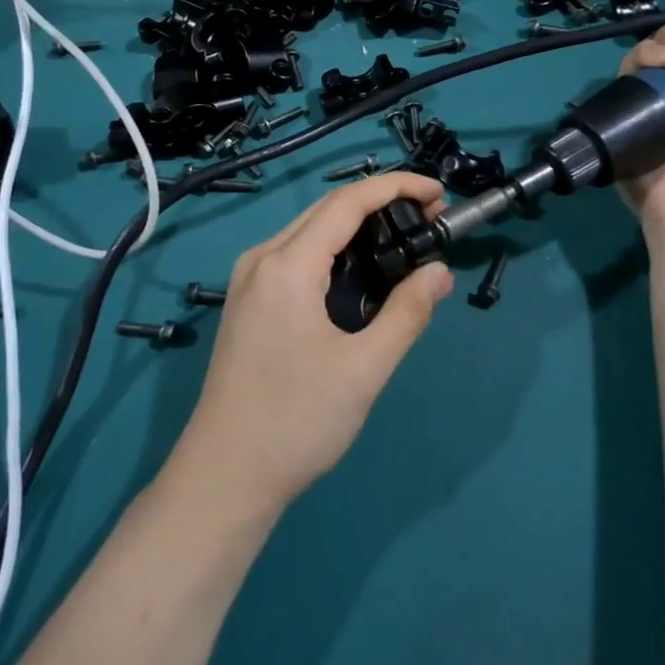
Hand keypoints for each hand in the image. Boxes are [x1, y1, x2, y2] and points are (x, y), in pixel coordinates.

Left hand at [173, 173, 454, 512]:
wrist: (224, 476)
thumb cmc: (296, 422)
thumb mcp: (363, 369)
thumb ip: (407, 313)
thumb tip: (439, 272)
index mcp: (286, 265)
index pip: (347, 203)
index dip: (395, 187)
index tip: (437, 192)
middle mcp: (261, 259)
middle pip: (326, 210)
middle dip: (379, 202)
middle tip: (428, 217)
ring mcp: (248, 279)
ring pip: (309, 230)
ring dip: (356, 224)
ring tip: (402, 239)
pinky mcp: (247, 301)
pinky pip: (295, 254)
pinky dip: (333, 248)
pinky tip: (360, 271)